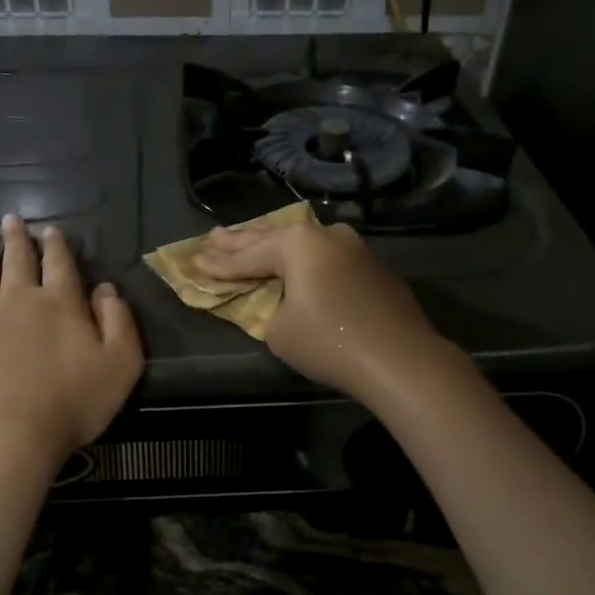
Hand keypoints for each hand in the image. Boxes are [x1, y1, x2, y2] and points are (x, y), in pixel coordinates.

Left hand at [0, 215, 142, 468]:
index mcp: (60, 302)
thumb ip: (119, 321)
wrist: (14, 432)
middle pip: (17, 261)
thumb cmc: (75, 400)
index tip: (50, 230)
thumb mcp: (121, 363)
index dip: (56, 245)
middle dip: (16, 239)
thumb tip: (106, 289)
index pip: (59, 263)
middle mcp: (19, 298)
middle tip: (10, 219)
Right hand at [194, 219, 460, 406]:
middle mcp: (326, 235)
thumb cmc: (329, 342)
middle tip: (214, 236)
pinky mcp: (373, 268)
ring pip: (304, 242)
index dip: (218, 264)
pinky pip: (327, 257)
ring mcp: (354, 248)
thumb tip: (275, 300)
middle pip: (273, 237)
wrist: (400, 359)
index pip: (247, 256)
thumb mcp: (278, 329)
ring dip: (275, 244)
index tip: (193, 262)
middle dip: (241, 240)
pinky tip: (298, 260)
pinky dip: (305, 260)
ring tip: (249, 239)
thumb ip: (265, 307)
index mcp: (297, 244)